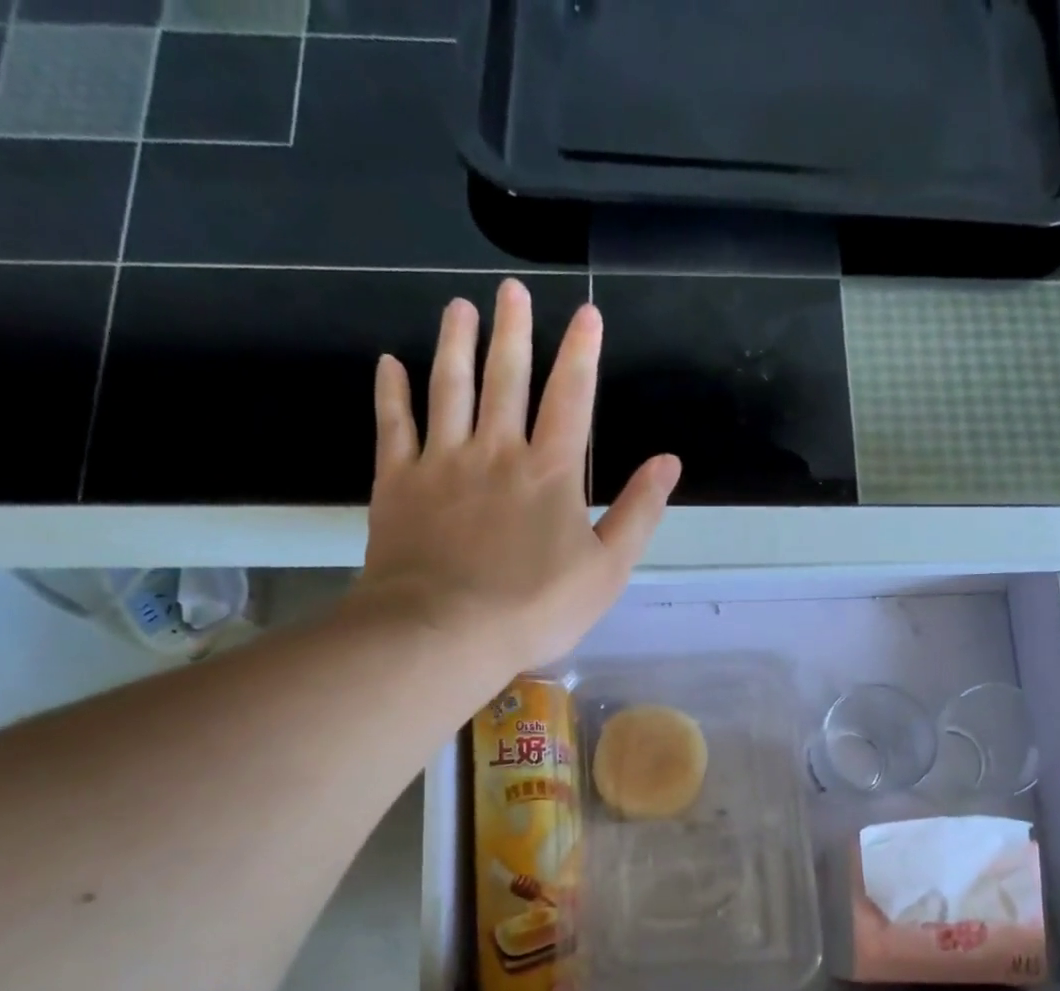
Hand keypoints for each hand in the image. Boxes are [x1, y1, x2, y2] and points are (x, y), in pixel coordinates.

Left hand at [357, 278, 679, 671]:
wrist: (444, 631)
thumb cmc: (535, 608)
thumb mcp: (606, 571)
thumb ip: (638, 514)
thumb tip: (668, 462)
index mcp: (550, 472)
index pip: (571, 399)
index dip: (581, 354)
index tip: (586, 314)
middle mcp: (497, 451)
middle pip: (506, 379)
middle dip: (513, 332)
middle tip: (510, 291)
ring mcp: (443, 462)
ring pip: (450, 388)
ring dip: (456, 344)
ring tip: (459, 308)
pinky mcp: (399, 482)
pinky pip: (395, 425)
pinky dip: (393, 392)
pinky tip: (391, 364)